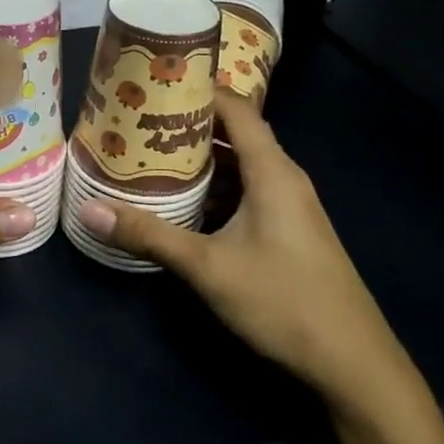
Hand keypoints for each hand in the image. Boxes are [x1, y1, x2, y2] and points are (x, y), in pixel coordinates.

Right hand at [76, 92, 414, 409]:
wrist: (354, 364)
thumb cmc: (284, 302)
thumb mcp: (207, 267)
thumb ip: (148, 235)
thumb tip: (89, 208)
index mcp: (272, 171)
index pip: (235, 108)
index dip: (198, 88)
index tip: (153, 79)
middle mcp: (283, 179)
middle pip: (234, 133)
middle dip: (187, 123)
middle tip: (136, 118)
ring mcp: (288, 206)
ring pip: (238, 166)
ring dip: (198, 158)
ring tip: (148, 153)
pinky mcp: (286, 231)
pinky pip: (244, 191)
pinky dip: (213, 187)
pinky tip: (181, 201)